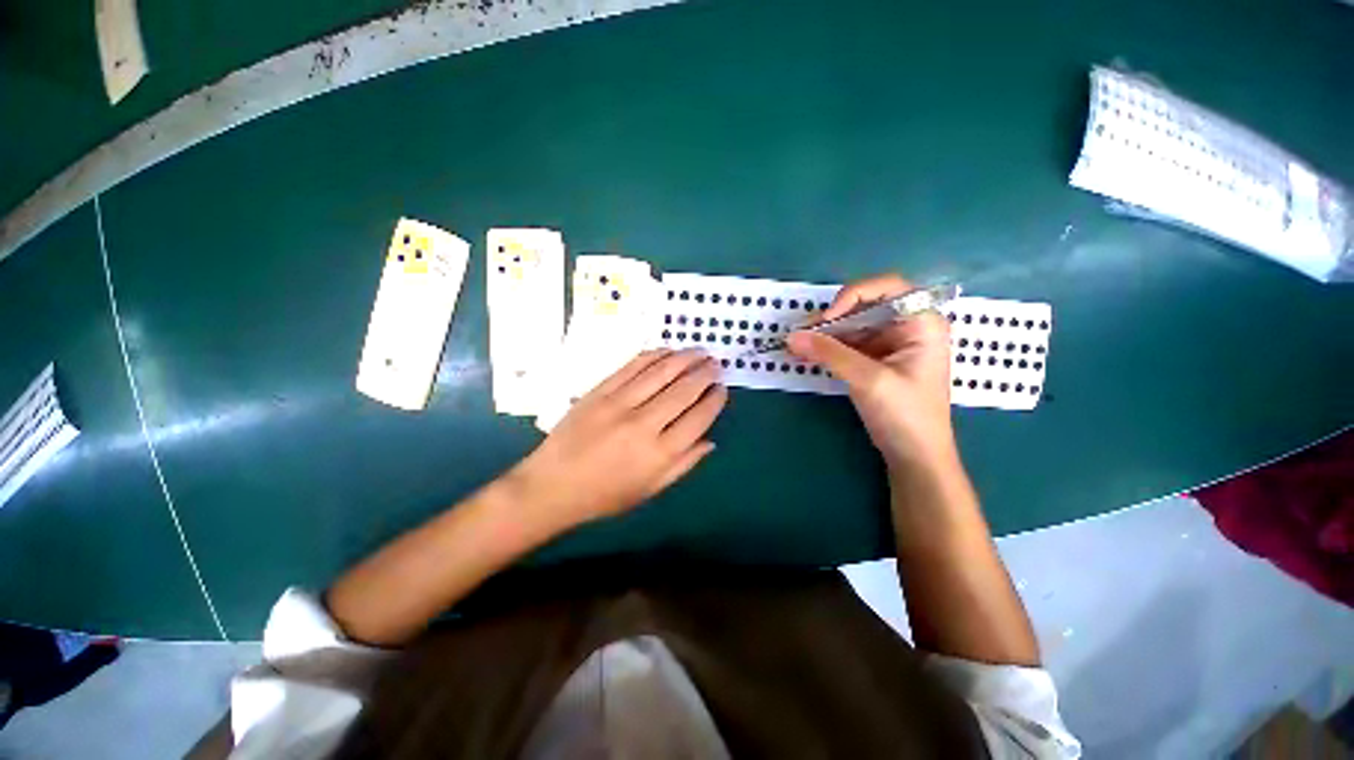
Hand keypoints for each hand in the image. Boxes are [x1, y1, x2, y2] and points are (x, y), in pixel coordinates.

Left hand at [508, 348, 726, 533]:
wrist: (552, 485)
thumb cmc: (605, 495)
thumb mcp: (650, 490)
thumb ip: (683, 464)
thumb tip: (710, 441)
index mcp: (659, 454)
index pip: (698, 419)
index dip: (714, 400)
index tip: (722, 389)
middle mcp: (644, 424)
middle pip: (683, 390)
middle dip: (705, 374)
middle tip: (716, 364)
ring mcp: (619, 404)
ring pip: (661, 372)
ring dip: (684, 358)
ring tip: (700, 351)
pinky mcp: (600, 391)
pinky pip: (632, 366)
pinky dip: (653, 356)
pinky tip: (667, 351)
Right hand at [786, 273, 955, 473]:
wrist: (915, 457)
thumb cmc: (906, 416)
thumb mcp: (868, 380)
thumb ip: (830, 354)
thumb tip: (792, 336)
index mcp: (921, 323)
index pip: (887, 288)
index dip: (852, 296)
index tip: (826, 319)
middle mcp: (907, 326)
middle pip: (865, 306)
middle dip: (832, 318)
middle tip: (802, 333)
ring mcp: (890, 343)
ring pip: (852, 325)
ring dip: (825, 334)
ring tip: (798, 345)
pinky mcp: (875, 359)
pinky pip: (848, 344)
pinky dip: (828, 348)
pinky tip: (808, 353)